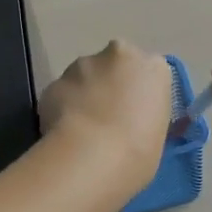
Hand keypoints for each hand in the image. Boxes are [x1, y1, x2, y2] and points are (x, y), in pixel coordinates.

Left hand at [40, 39, 174, 187]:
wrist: (92, 156)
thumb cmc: (139, 151)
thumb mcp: (157, 133)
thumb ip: (144, 115)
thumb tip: (129, 119)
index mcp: (154, 68)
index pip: (150, 73)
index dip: (140, 94)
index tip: (134, 114)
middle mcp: (118, 55)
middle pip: (115, 65)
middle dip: (111, 84)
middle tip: (109, 117)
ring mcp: (82, 65)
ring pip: (85, 76)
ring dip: (85, 94)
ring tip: (83, 128)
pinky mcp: (54, 81)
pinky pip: (62, 93)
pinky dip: (63, 108)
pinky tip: (64, 132)